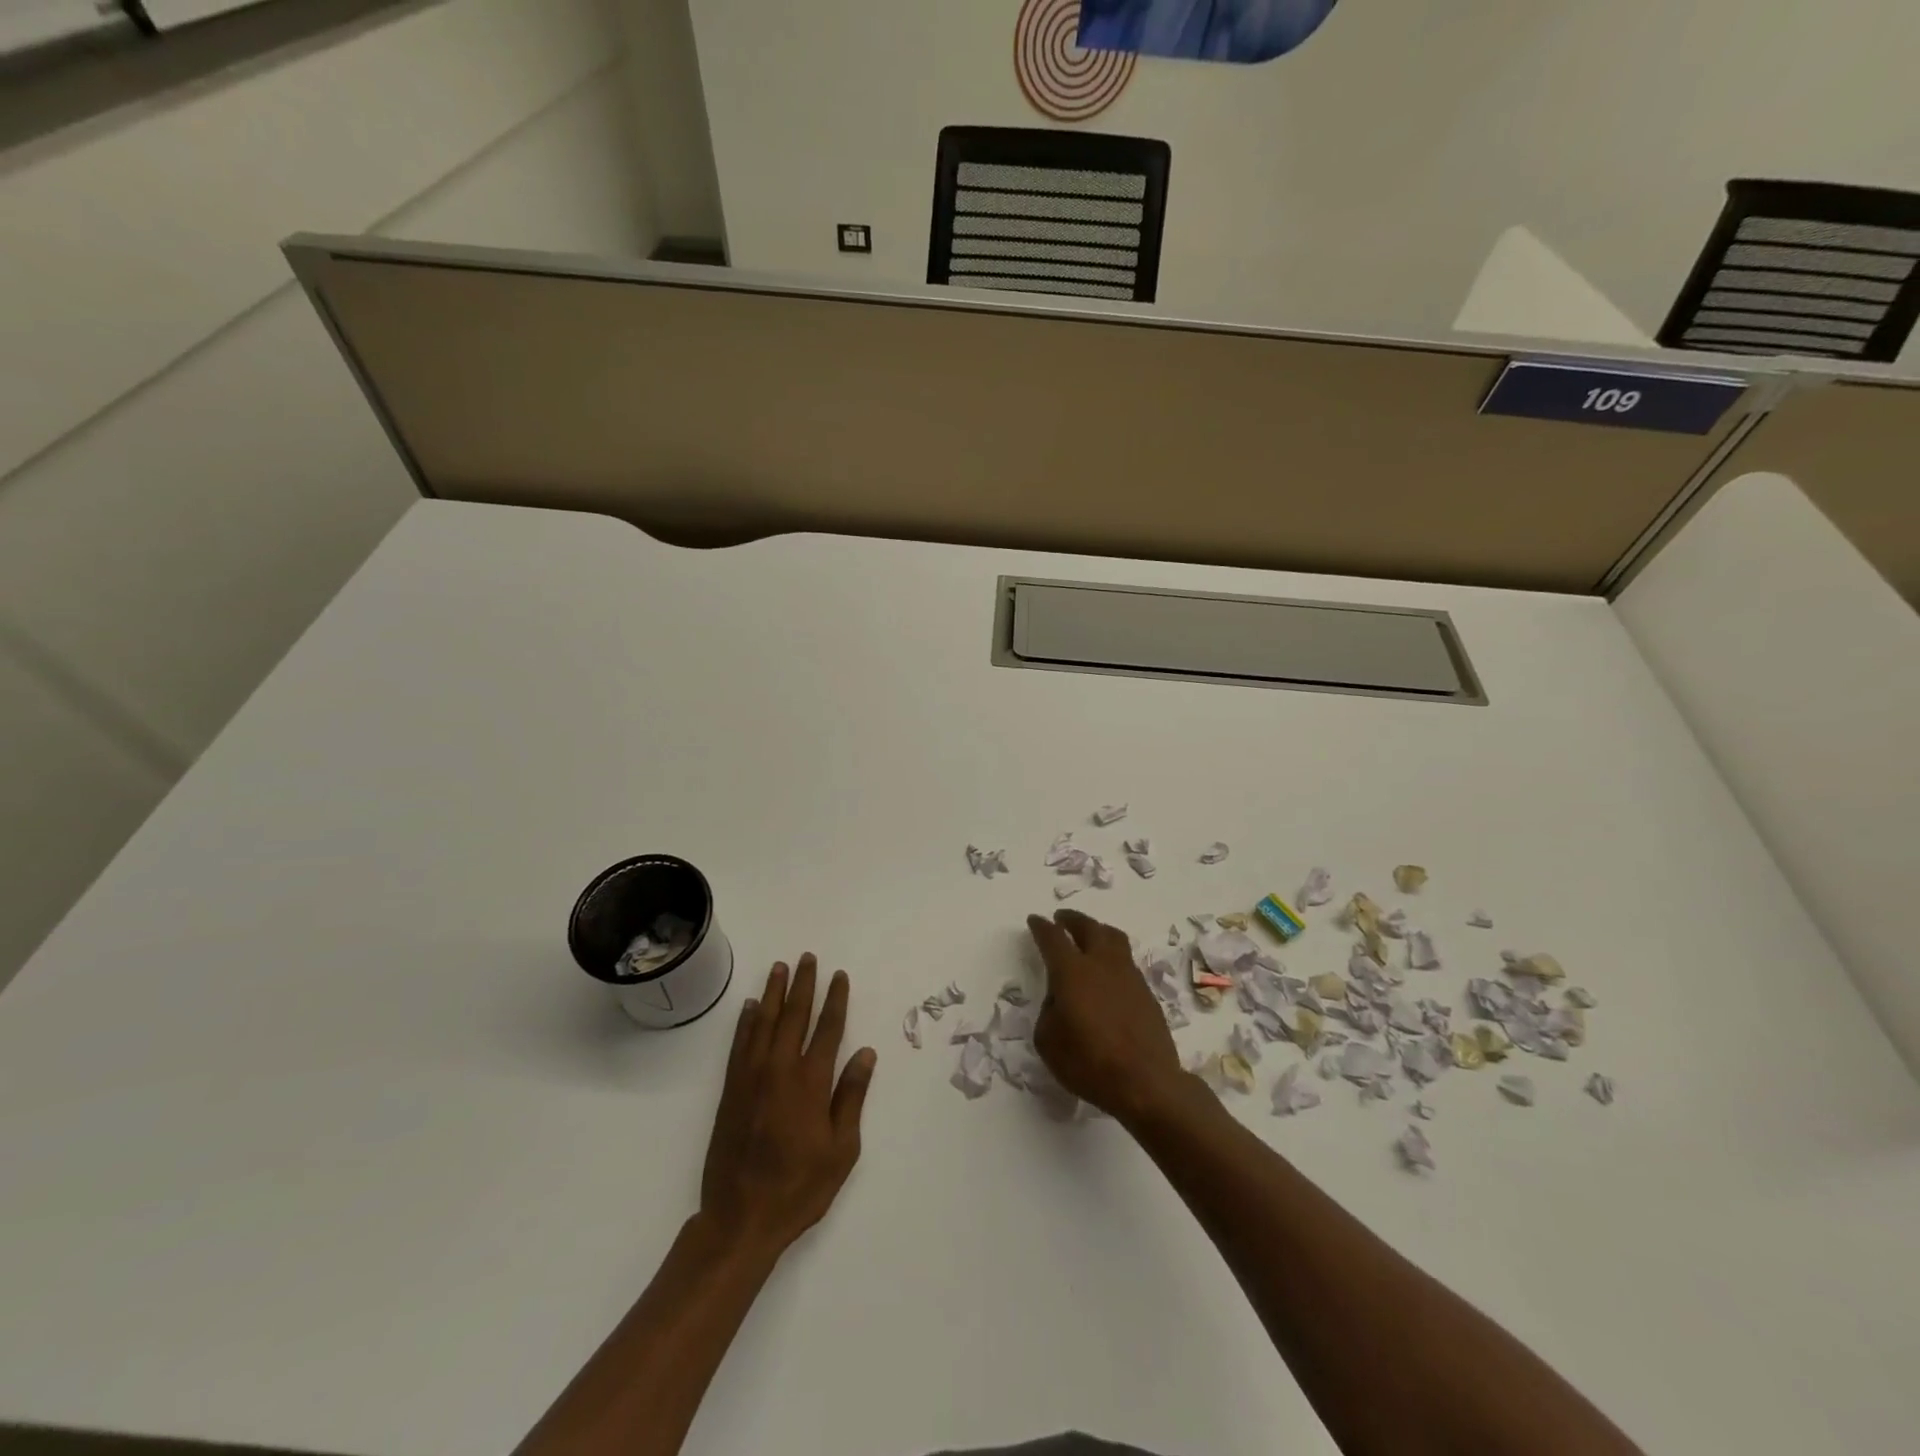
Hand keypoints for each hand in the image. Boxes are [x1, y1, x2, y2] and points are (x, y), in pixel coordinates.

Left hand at [699, 955, 875, 1257]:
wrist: (740, 1218)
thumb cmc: (799, 1187)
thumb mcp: (842, 1149)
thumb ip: (851, 1097)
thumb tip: (865, 1054)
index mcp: (811, 1082)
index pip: (828, 1029)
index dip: (835, 999)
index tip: (839, 976)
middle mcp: (780, 1070)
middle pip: (794, 1016)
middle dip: (803, 985)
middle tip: (807, 958)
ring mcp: (751, 1077)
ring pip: (763, 1023)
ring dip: (773, 993)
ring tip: (779, 968)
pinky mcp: (731, 1090)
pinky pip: (740, 1044)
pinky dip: (745, 1022)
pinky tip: (749, 1007)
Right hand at [1026, 909, 1186, 1121]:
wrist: (1146, 1082)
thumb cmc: (1089, 1063)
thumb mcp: (1048, 1041)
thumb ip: (1049, 1011)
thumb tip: (1060, 999)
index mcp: (1072, 972)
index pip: (1053, 938)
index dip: (1041, 927)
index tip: (1035, 920)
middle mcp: (1101, 964)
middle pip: (1088, 927)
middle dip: (1072, 919)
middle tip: (1061, 918)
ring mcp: (1128, 975)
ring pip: (1113, 938)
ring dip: (1097, 930)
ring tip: (1089, 935)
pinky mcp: (1146, 991)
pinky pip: (1125, 960)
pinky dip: (1112, 955)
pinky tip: (1107, 971)